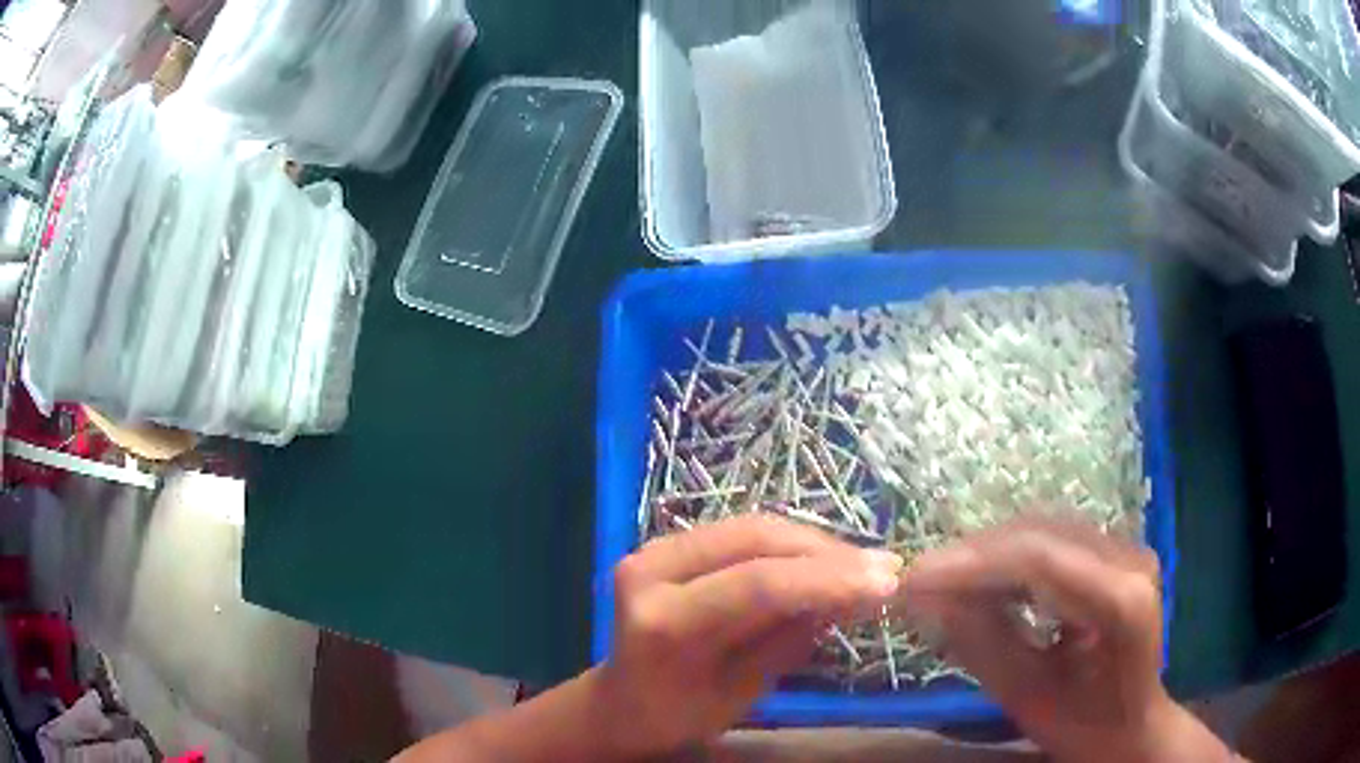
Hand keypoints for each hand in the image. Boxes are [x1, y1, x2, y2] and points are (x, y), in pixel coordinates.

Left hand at [595, 515, 904, 757]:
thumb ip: (792, 639)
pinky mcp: (667, 543)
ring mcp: (654, 549)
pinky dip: (789, 544)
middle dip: (827, 553)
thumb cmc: (678, 717)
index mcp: (663, 623)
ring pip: (752, 528)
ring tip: (863, 564)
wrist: (621, 703)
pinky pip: (741, 534)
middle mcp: (650, 570)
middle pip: (754, 541)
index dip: (827, 579)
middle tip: (883, 568)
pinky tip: (824, 559)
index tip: (886, 583)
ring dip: (814, 543)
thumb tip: (854, 595)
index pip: (756, 586)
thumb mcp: (742, 693)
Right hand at [900, 521, 1233, 762]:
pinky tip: (980, 580)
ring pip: (1042, 531)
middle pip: (1040, 536)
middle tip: (918, 581)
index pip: (1040, 561)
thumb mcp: (1029, 699)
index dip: (971, 564)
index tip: (914, 579)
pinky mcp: (1113, 552)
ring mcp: (1126, 550)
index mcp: (1121, 603)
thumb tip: (927, 601)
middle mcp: (1130, 560)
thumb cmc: (1085, 726)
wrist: (1132, 723)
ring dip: (986, 554)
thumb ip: (982, 645)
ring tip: (941, 581)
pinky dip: (1008, 559)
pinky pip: (1051, 541)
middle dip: (972, 556)